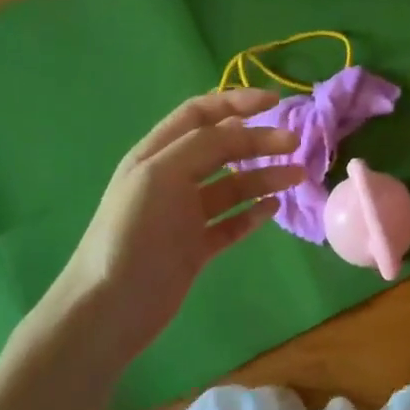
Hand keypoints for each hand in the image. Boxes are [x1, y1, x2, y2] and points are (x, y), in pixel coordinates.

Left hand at [44, 89, 303, 365]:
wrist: (111, 306)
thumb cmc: (133, 231)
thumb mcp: (163, 174)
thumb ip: (204, 145)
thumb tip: (243, 128)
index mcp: (157, 154)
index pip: (200, 114)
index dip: (236, 102)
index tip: (275, 102)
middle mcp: (172, 179)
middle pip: (222, 148)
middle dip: (258, 141)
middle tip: (295, 144)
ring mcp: (185, 215)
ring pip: (233, 186)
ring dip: (264, 176)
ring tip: (297, 176)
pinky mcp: (196, 248)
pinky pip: (232, 223)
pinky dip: (254, 214)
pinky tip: (274, 209)